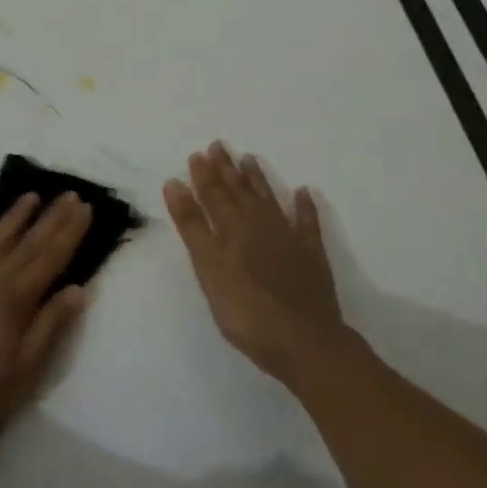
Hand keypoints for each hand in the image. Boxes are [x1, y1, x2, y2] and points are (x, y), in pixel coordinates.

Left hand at [0, 193, 92, 447]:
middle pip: (27, 244)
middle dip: (51, 218)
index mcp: (16, 301)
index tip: (85, 207)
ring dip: (13, 216)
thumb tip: (78, 288)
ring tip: (31, 195)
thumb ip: (51, 327)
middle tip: (69, 193)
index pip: (50, 258)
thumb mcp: (26, 371)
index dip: (69, 232)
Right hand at [164, 142, 345, 387]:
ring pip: (269, 199)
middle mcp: (260, 224)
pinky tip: (302, 193)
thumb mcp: (208, 268)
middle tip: (219, 146)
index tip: (197, 154)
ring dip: (258, 179)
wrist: (304, 341)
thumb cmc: (246, 311)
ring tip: (250, 159)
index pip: (213, 193)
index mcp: (232, 228)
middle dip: (227, 169)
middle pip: (240, 191)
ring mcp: (288, 237)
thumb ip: (192, 226)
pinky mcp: (311, 254)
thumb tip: (175, 183)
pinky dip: (304, 206)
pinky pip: (307, 222)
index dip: (204, 174)